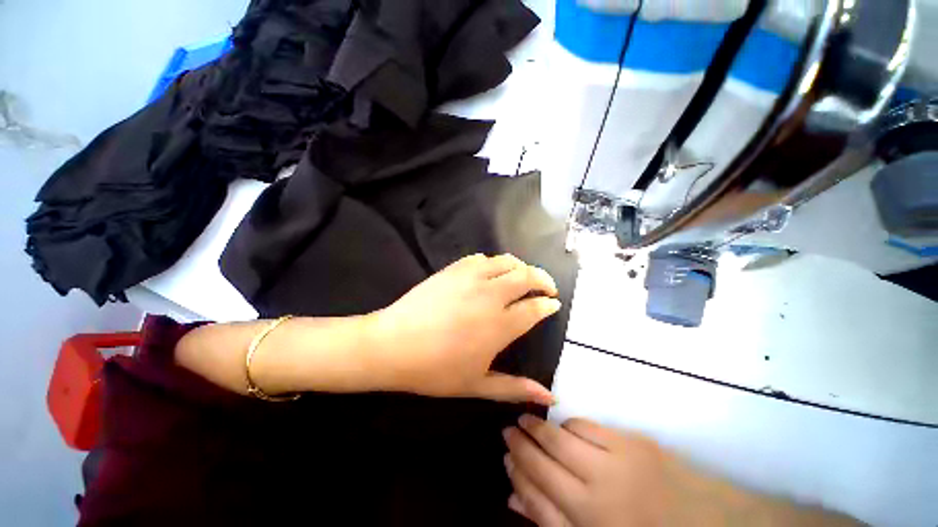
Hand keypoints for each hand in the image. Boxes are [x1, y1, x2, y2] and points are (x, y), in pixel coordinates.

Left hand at [368, 253, 561, 404]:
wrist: (393, 345)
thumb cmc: (435, 370)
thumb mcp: (477, 385)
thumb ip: (516, 388)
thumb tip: (550, 398)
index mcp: (500, 325)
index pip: (535, 308)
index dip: (548, 304)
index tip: (553, 304)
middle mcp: (491, 296)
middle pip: (527, 276)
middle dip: (543, 278)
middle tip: (546, 286)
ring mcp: (471, 278)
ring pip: (506, 261)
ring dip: (521, 266)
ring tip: (523, 275)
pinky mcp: (453, 269)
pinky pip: (480, 258)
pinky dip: (492, 263)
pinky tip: (490, 272)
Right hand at [503, 416, 865, 526]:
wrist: (705, 523)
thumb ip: (549, 520)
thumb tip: (513, 496)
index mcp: (589, 521)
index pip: (537, 485)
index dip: (517, 466)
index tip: (504, 451)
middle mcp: (598, 489)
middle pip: (545, 456)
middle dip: (522, 440)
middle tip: (509, 428)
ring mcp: (617, 461)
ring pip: (562, 435)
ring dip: (540, 427)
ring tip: (527, 421)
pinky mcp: (633, 442)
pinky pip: (586, 426)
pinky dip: (569, 426)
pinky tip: (564, 428)